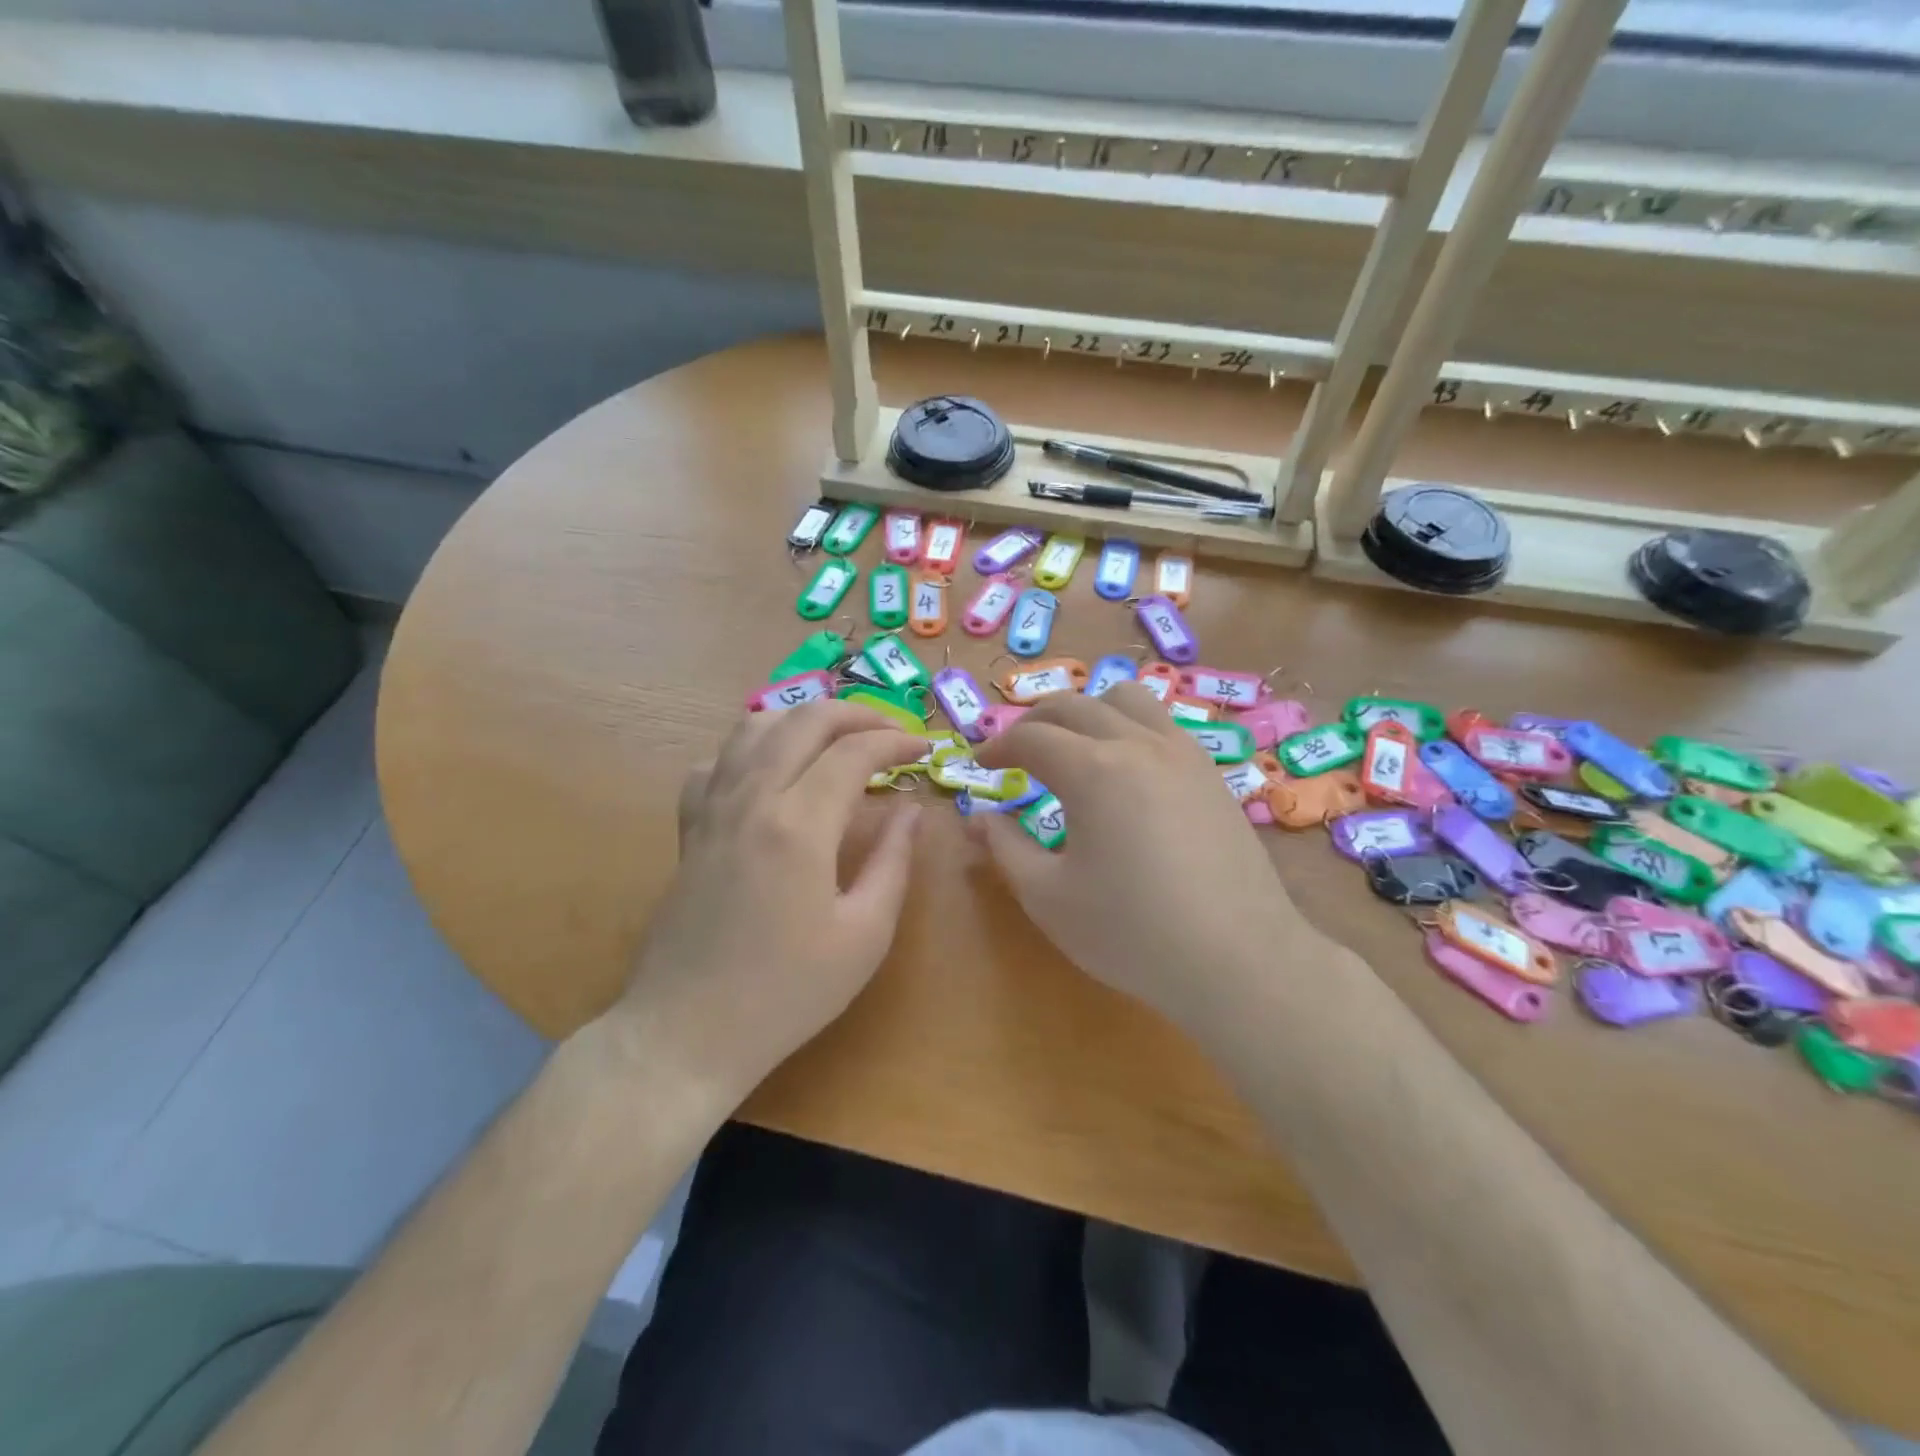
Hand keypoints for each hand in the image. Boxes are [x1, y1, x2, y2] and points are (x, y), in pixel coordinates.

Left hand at [609, 701, 924, 1104]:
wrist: (687, 1032)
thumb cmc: (786, 993)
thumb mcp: (864, 935)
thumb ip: (894, 861)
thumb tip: (912, 810)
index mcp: (799, 824)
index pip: (854, 751)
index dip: (897, 741)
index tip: (925, 750)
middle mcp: (751, 798)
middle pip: (804, 720)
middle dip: (856, 714)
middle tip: (891, 732)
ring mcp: (712, 809)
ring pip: (754, 727)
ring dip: (803, 718)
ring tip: (837, 738)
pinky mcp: (690, 828)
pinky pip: (716, 762)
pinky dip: (751, 749)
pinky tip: (771, 773)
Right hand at [971, 685, 1302, 1030]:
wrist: (1239, 960)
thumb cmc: (1132, 932)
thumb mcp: (1048, 896)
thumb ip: (1005, 847)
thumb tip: (977, 818)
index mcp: (1093, 770)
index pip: (1031, 737)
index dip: (998, 747)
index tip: (981, 765)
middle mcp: (1138, 744)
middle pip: (1074, 705)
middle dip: (1034, 722)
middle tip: (1015, 752)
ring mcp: (1182, 753)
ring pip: (1127, 698)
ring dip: (1087, 710)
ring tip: (1073, 745)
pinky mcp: (1211, 773)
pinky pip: (1161, 724)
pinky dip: (1128, 726)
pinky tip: (1126, 770)